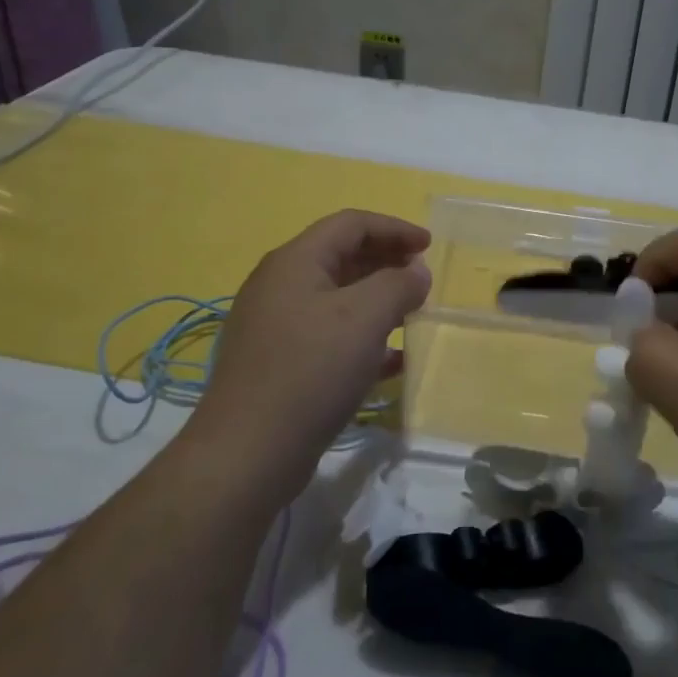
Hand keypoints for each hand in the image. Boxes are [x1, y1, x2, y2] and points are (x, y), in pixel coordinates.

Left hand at [192, 210, 431, 502]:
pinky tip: (393, 362)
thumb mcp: (365, 318)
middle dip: (387, 263)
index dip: (394, 228)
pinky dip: (363, 338)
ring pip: (337, 299)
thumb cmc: (311, 370)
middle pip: (342, 257)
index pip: (350, 224)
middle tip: (422, 281)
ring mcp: (277, 326)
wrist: (248, 452)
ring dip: (378, 301)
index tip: (429, 247)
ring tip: (412, 316)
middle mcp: (280, 286)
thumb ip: (398, 285)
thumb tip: (416, 273)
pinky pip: (329, 336)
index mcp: (295, 261)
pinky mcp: (280, 364)